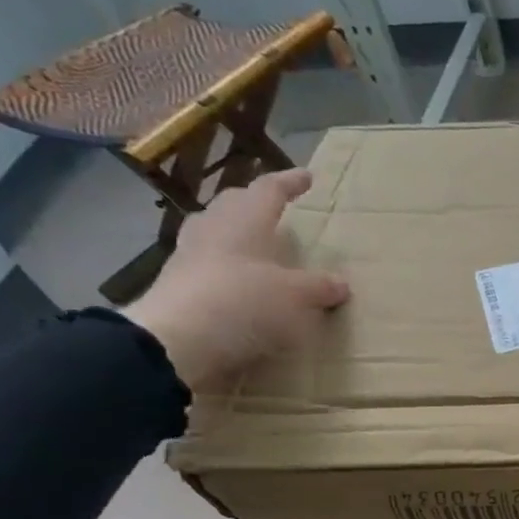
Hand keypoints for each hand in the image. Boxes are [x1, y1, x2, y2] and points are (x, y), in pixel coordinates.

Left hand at [123, 168, 348, 392]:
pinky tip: (242, 283)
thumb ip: (320, 287)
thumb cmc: (244, 302)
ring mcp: (189, 257)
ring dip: (237, 235)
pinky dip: (228, 268)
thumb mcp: (297, 297)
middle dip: (255, 203)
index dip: (289, 182)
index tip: (307, 176)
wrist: (177, 341)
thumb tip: (340, 284)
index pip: (269, 190)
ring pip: (216, 233)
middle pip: (234, 205)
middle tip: (275, 208)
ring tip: (258, 246)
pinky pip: (209, 266)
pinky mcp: (178, 287)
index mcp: (243, 221)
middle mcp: (213, 230)